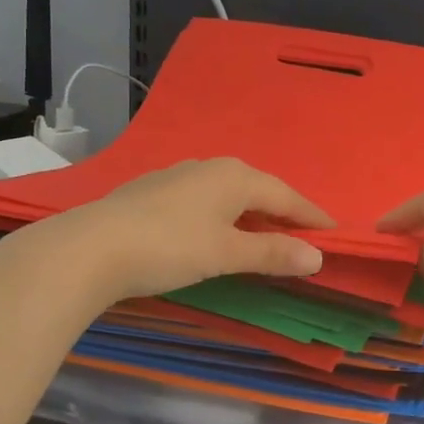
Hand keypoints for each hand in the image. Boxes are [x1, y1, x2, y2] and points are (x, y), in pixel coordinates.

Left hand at [47, 158, 334, 302]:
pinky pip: (204, 200)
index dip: (311, 216)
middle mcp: (211, 167)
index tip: (334, 233)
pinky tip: (215, 231)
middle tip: (302, 236)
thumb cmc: (169, 247)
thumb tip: (317, 256)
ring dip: (251, 214)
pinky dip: (223, 216)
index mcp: (236, 177)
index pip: (287, 196)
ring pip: (229, 194)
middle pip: (259, 190)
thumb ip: (272, 253)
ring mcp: (178, 176)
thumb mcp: (226, 253)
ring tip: (263, 235)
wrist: (90, 248)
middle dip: (282, 213)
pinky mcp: (153, 191)